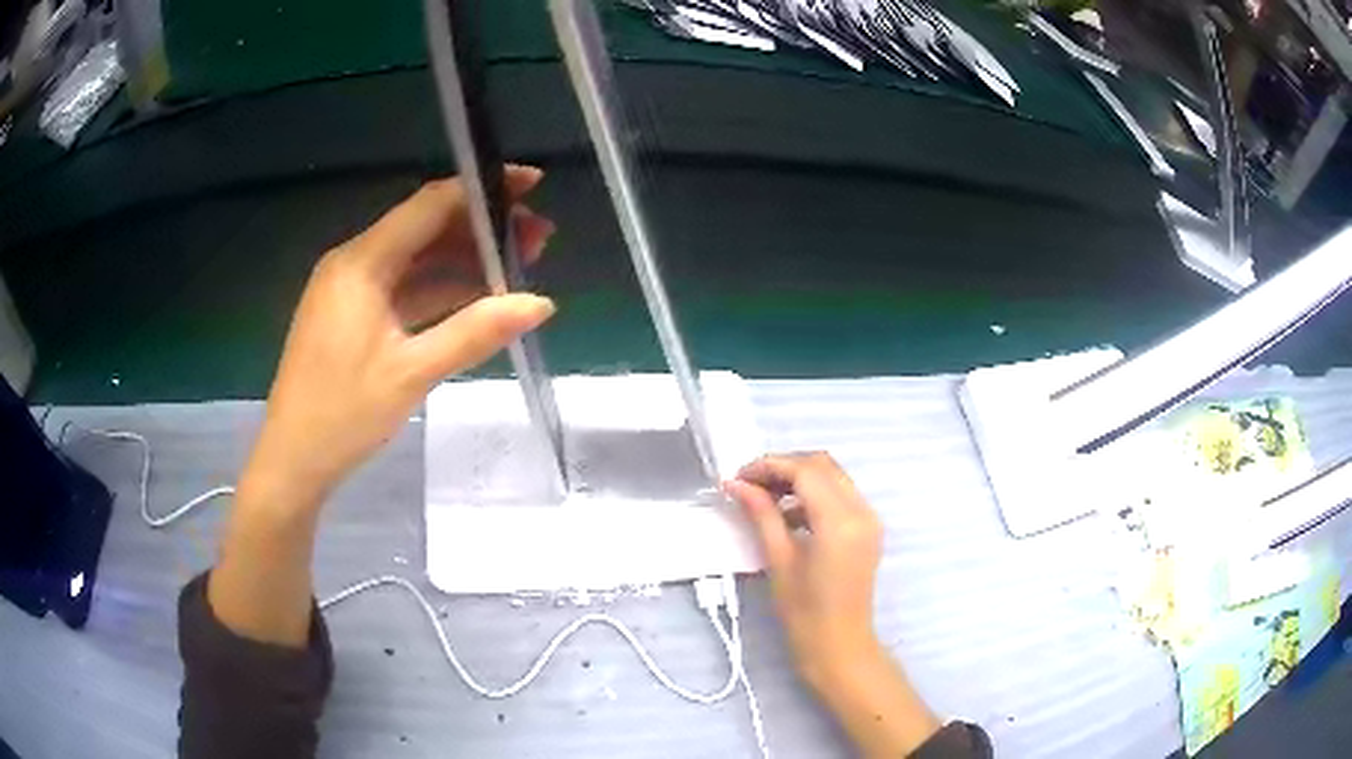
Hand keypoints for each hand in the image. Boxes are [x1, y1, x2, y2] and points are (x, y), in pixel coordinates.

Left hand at [246, 166, 556, 495]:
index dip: (483, 189)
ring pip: (414, 258)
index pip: (429, 205)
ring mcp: (349, 289)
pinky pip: (401, 287)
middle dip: (480, 228)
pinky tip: (474, 298)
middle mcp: (353, 263)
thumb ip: (475, 332)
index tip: (533, 185)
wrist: (292, 461)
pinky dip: (438, 287)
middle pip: (424, 227)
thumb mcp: (412, 374)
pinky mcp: (350, 314)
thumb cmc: (343, 416)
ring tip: (515, 268)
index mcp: (361, 263)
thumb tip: (540, 303)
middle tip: (536, 241)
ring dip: (462, 259)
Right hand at [725, 453, 940, 757]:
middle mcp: (861, 511)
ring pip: (832, 477)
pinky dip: (814, 495)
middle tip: (749, 484)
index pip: (805, 470)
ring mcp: (869, 519)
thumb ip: (761, 514)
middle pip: (822, 465)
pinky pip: (840, 496)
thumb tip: (737, 484)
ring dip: (799, 479)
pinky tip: (787, 515)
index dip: (769, 466)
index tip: (739, 477)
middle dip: (784, 467)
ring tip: (763, 499)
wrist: (839, 645)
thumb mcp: (779, 560)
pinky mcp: (868, 529)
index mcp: (840, 520)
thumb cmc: (805, 612)